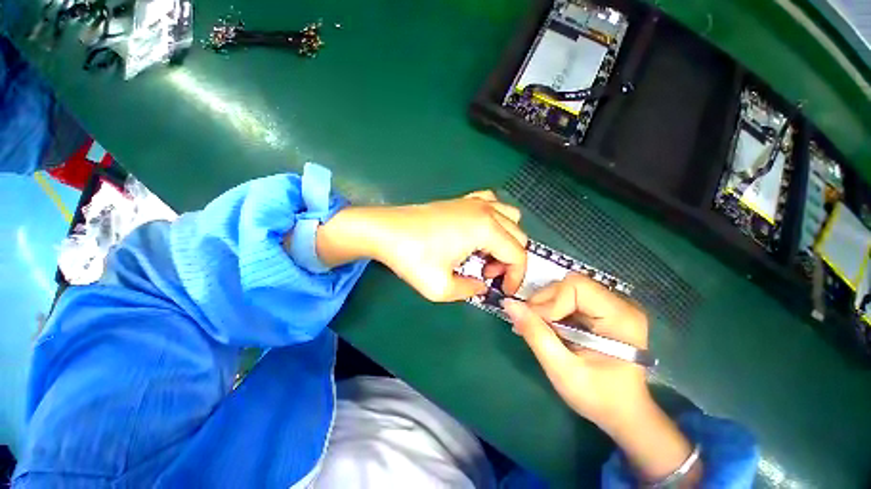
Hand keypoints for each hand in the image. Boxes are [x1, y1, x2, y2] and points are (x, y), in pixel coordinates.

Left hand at [316, 190, 527, 301]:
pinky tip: (478, 232)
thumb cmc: (412, 258)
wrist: (386, 230)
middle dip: (510, 260)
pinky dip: (495, 219)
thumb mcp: (441, 288)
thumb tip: (482, 286)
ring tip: (484, 253)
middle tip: (487, 274)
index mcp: (485, 230)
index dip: (516, 277)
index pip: (518, 255)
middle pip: (518, 235)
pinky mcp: (462, 200)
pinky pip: (491, 203)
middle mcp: (485, 211)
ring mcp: (473, 202)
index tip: (502, 290)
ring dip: (505, 238)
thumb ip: (470, 291)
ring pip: (510, 217)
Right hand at [504, 274, 698, 483]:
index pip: (575, 287)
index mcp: (621, 318)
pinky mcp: (604, 310)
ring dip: (546, 305)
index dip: (550, 302)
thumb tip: (509, 304)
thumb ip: (535, 334)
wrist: (623, 413)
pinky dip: (553, 309)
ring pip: (567, 289)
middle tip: (529, 324)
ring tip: (535, 326)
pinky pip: (570, 297)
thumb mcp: (561, 370)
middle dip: (544, 302)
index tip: (535, 324)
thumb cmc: (598, 397)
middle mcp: (621, 304)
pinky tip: (546, 325)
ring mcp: (613, 306)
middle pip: (570, 284)